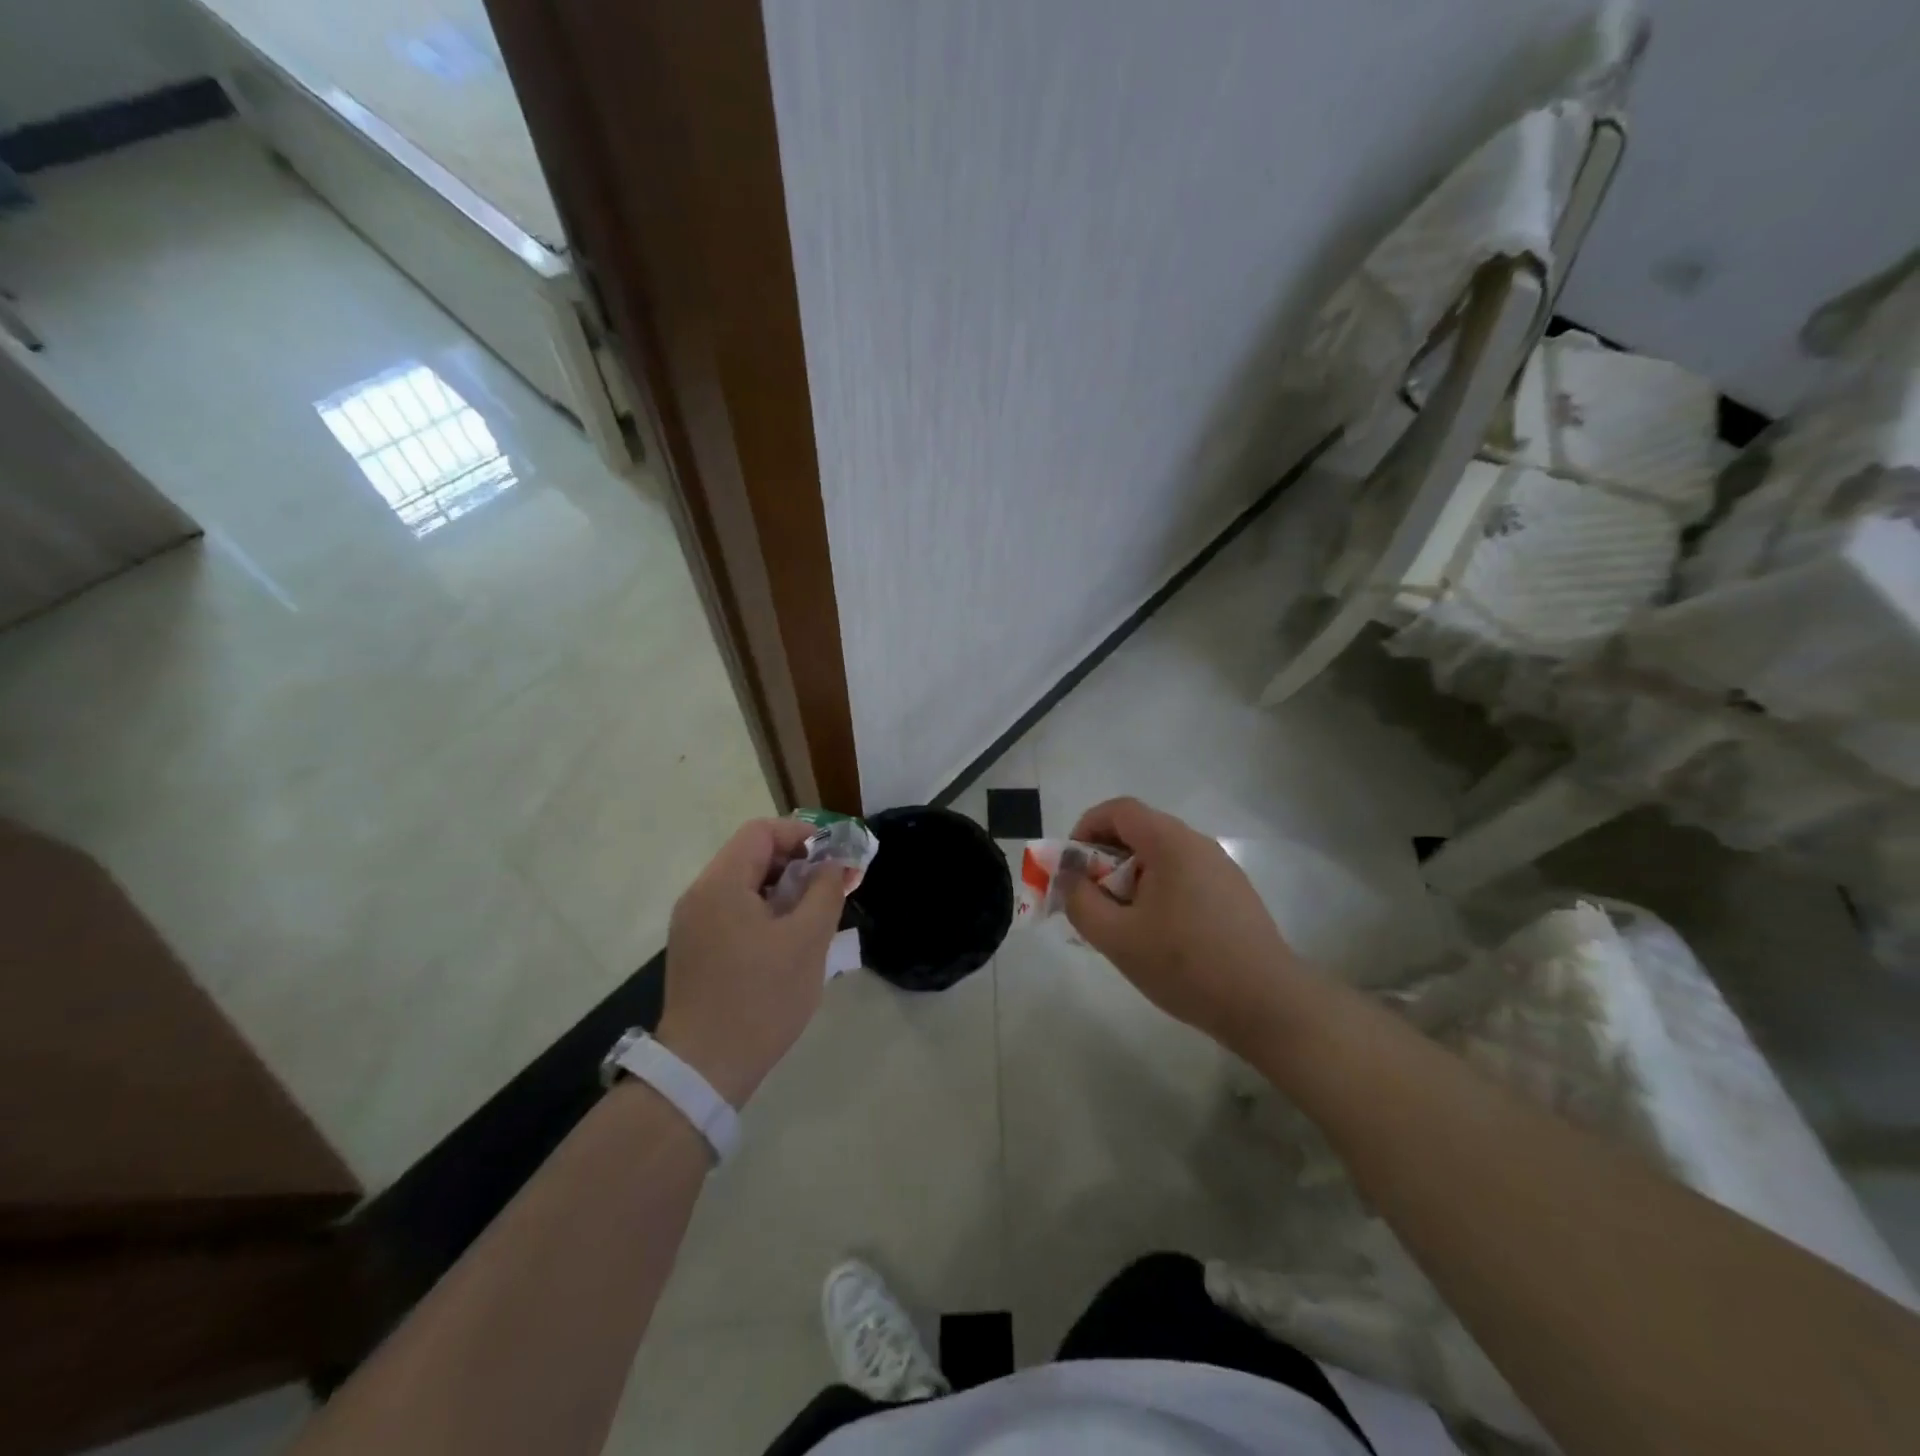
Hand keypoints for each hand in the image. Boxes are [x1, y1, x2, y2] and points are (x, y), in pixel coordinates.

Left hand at [656, 818, 847, 1106]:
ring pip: (744, 885)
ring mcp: (692, 924)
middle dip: (797, 863)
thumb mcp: (807, 941)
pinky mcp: (695, 949)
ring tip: (817, 914)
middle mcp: (699, 895)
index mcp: (720, 884)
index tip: (835, 857)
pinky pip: (733, 911)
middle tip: (833, 886)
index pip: (762, 832)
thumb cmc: (761, 999)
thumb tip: (833, 864)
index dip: (803, 834)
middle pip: (751, 855)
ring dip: (783, 889)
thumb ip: (825, 891)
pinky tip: (789, 939)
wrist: (704, 1070)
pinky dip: (765, 911)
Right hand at [1064, 797, 1307, 1056]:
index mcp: (1171, 842)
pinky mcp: (1234, 894)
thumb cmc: (1186, 965)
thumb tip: (1068, 877)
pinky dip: (1158, 892)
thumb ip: (1080, 901)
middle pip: (1140, 832)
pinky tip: (1159, 937)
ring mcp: (1221, 868)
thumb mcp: (1117, 938)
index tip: (1071, 867)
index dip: (1086, 828)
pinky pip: (1183, 877)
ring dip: (1131, 880)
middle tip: (1092, 902)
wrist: (1267, 1005)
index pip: (1119, 810)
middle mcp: (1198, 844)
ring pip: (1162, 857)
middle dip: (1105, 860)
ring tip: (1123, 925)